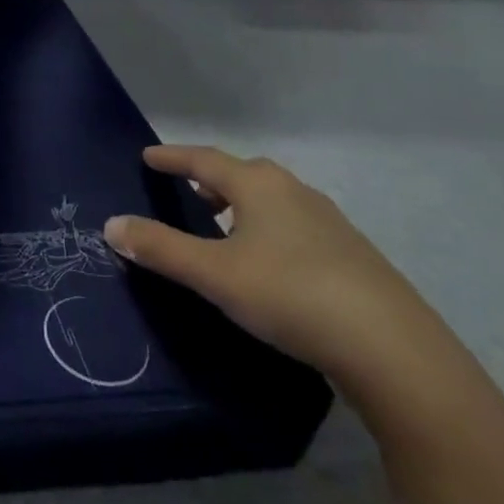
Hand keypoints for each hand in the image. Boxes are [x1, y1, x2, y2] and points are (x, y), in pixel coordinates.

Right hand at [104, 145, 440, 386]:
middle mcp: (295, 192)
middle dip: (211, 179)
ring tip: (222, 226)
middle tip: (187, 190)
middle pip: (244, 174)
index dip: (173, 157)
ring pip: (273, 201)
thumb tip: (111, 224)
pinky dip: (268, 230)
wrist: (392, 347)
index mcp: (260, 186)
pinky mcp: (351, 255)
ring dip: (242, 206)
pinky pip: (295, 226)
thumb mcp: (214, 273)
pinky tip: (268, 262)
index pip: (205, 160)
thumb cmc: (290, 294)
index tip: (148, 155)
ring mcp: (329, 223)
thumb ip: (161, 248)